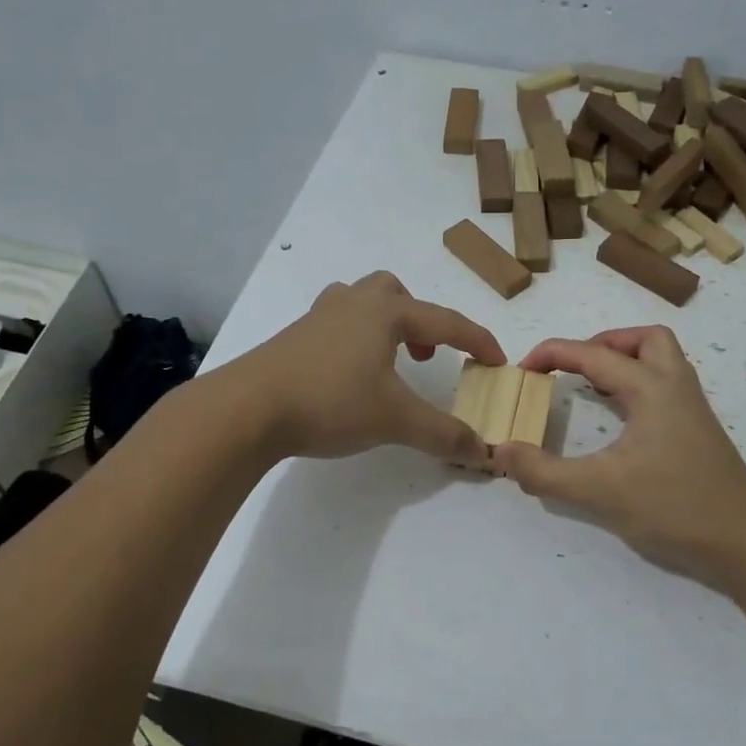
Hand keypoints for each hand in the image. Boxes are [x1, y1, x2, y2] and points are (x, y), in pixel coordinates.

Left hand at [231, 272, 504, 465]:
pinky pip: (335, 324)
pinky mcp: (292, 339)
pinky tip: (348, 377)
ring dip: (384, 325)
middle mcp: (352, 304)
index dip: (477, 340)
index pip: (446, 321)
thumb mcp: (395, 421)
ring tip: (389, 362)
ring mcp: (317, 318)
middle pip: (395, 293)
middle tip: (426, 356)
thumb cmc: (330, 402)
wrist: (247, 409)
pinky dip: (354, 341)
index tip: (498, 361)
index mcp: (385, 313)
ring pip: (360, 302)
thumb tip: (484, 452)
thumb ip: (444, 434)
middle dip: (420, 320)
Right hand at [492, 326, 745, 585]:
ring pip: (661, 361)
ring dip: (625, 362)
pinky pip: (665, 388)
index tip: (522, 368)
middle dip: (603, 344)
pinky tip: (620, 422)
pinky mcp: (699, 433)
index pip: (594, 353)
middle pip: (645, 340)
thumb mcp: (600, 491)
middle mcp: (676, 387)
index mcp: (652, 388)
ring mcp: (692, 410)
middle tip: (573, 370)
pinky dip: (638, 387)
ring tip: (592, 388)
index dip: (554, 354)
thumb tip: (502, 452)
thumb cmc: (676, 507)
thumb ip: (545, 473)